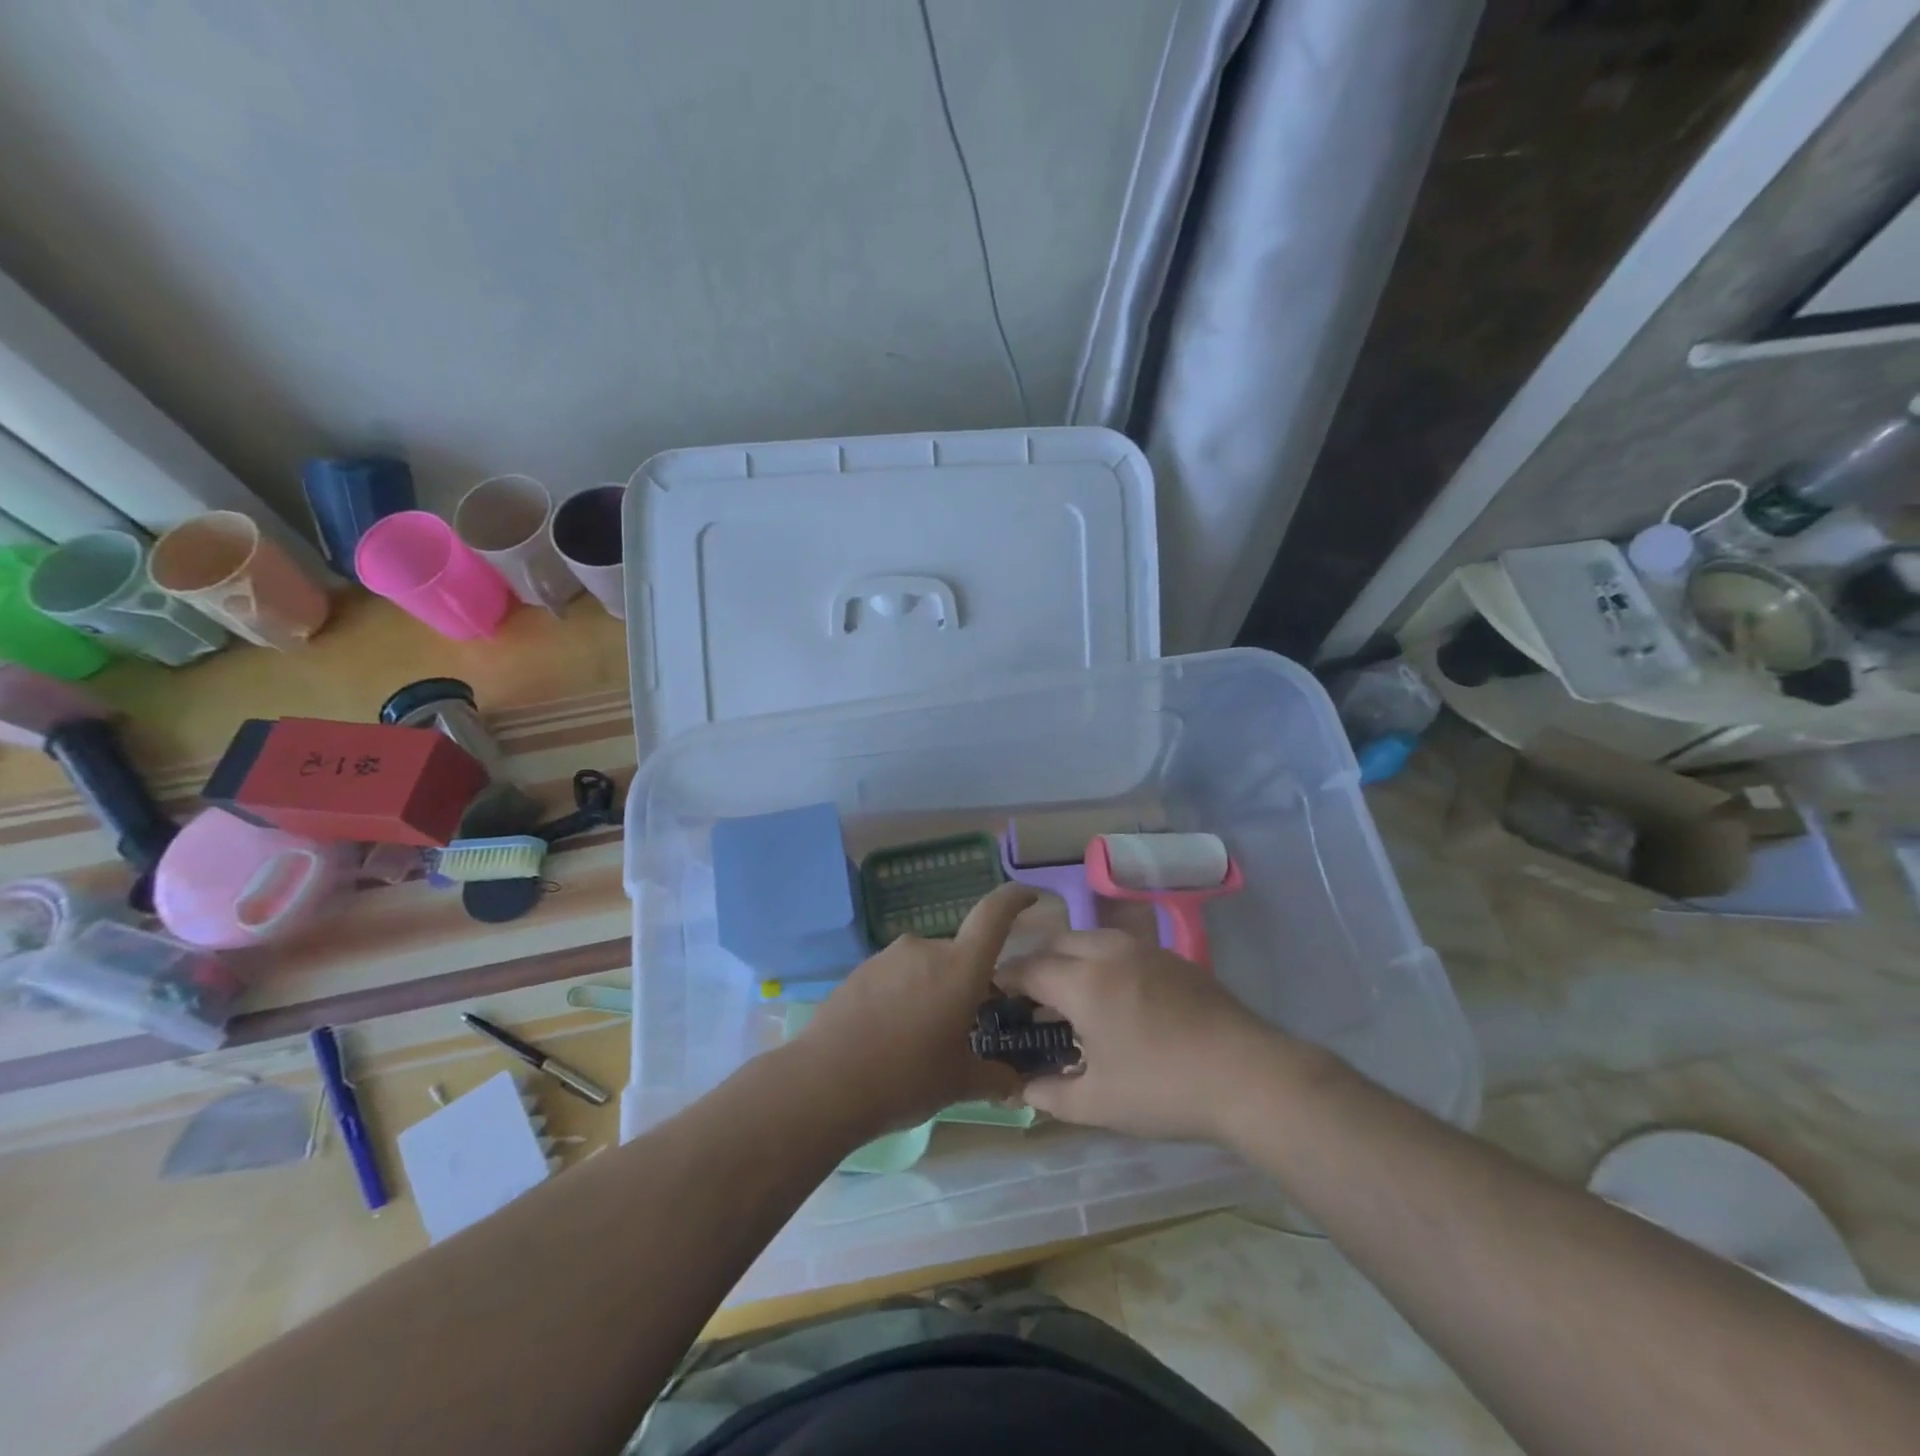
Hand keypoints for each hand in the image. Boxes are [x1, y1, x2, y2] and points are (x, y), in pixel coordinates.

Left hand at [794, 884, 1037, 1138]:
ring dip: (931, 990)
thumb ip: (994, 1077)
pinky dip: (901, 995)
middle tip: (963, 1023)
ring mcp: (887, 957)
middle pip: (957, 953)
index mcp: (959, 968)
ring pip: (924, 966)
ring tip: (920, 1037)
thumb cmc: (905, 1078)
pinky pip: (894, 976)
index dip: (1014, 899)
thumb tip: (1016, 1083)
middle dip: (965, 981)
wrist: (825, 1084)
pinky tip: (889, 1034)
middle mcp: (924, 949)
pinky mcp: (859, 971)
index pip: (994, 915)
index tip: (1028, 896)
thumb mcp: (959, 1083)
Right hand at [998, 929, 1303, 1142]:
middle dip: (1036, 963)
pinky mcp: (1173, 958)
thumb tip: (1023, 1089)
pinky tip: (1115, 995)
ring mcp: (1144, 950)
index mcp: (1083, 982)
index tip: (994, 994)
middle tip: (1030, 997)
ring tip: (1070, 993)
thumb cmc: (1164, 1090)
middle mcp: (1109, 952)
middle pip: (1057, 942)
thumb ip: (1052, 1094)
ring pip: (1091, 938)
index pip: (1029, 968)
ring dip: (1070, 957)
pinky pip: (1122, 947)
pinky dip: (1102, 960)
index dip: (1005, 979)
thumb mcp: (1099, 1103)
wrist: (1249, 1075)